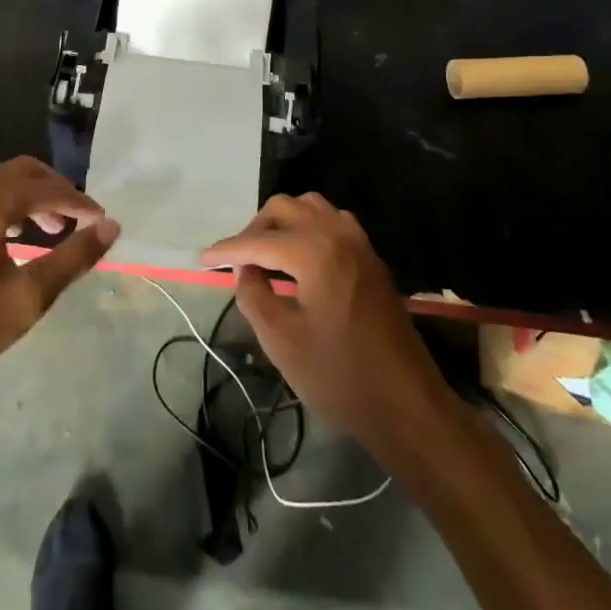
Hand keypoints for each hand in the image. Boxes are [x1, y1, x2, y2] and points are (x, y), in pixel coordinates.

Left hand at [0, 157, 119, 398]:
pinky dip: (9, 206)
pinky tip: (16, 236)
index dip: (81, 203)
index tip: (102, 221)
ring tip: (53, 229)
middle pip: (25, 172)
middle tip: (80, 220)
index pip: (49, 189)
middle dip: (57, 191)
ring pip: (3, 182)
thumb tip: (111, 227)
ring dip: (33, 198)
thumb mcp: (27, 297)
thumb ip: (73, 258)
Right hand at [201, 192, 449, 451]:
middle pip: (286, 208)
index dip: (228, 249)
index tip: (204, 258)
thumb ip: (254, 297)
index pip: (260, 240)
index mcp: (315, 251)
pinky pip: (332, 221)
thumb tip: (244, 270)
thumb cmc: (340, 376)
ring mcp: (359, 242)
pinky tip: (299, 258)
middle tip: (238, 258)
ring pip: (312, 207)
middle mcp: (337, 233)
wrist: (407, 403)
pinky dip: (309, 227)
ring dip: (284, 221)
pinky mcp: (371, 257)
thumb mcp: (283, 343)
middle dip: (256, 228)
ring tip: (266, 253)